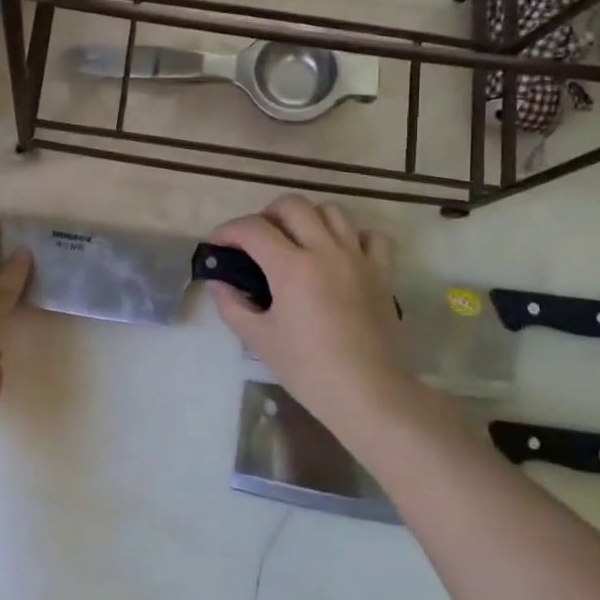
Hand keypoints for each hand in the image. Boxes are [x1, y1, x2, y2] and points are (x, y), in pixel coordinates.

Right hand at [209, 196, 429, 439]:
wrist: (369, 393)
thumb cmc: (308, 368)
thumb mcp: (259, 339)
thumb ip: (233, 305)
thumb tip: (219, 283)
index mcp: (292, 266)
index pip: (252, 229)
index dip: (227, 231)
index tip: (217, 246)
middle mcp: (325, 250)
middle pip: (292, 205)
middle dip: (266, 215)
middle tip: (256, 241)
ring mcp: (358, 258)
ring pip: (332, 211)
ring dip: (307, 219)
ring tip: (296, 242)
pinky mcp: (382, 273)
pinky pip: (370, 236)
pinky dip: (352, 236)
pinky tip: (340, 254)